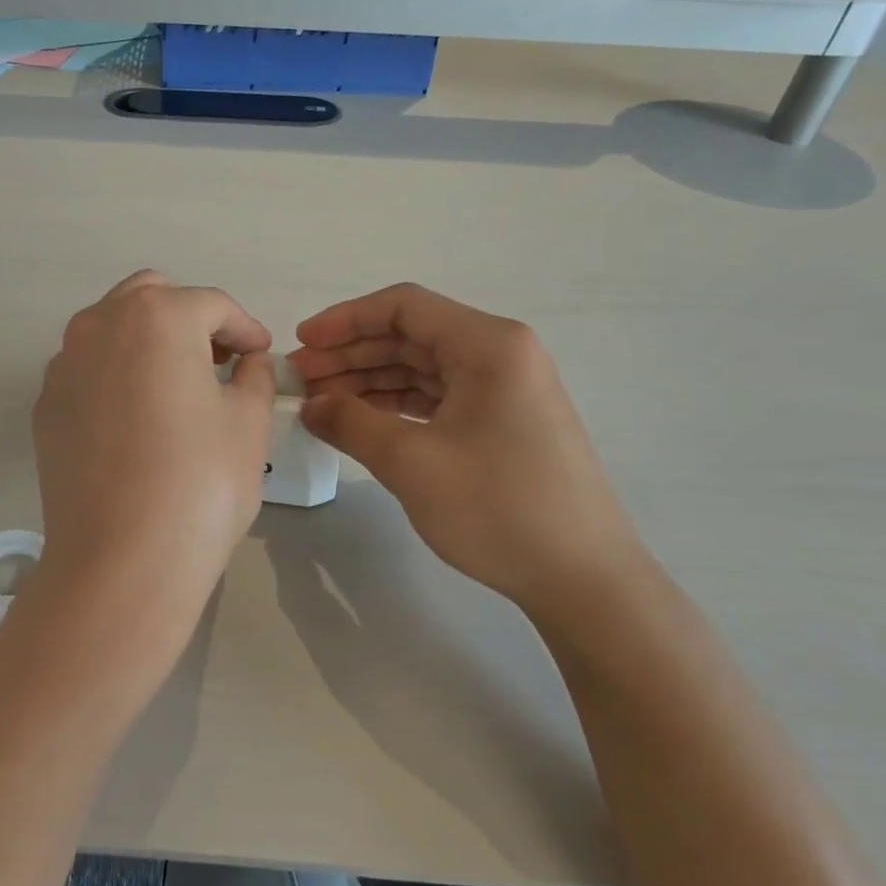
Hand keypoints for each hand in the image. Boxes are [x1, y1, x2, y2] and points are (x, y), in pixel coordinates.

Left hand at [26, 271, 275, 674]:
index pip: (211, 305)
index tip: (262, 354)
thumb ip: (254, 377)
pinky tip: (136, 420)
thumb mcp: (248, 423)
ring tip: (177, 386)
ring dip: (148, 342)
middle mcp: (99, 325)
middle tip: (219, 360)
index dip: (245, 327)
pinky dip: (116, 375)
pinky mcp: (45, 407)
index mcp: (156, 317)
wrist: (120, 560)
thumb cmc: (200, 483)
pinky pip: (87, 370)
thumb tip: (248, 363)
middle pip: (151, 298)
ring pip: (111, 329)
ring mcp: (63, 366)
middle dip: (190, 319)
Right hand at [291, 283, 653, 622]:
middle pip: (411, 335)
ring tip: (321, 403)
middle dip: (351, 353)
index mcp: (488, 345)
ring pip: (422, 367)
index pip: (404, 307)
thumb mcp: (412, 463)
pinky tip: (362, 421)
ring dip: (369, 380)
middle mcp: (500, 355)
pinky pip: (438, 397)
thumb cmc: (498, 509)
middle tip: (301, 380)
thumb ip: (352, 423)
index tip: (302, 344)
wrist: (584, 578)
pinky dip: (396, 405)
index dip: (345, 320)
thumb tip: (311, 405)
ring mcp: (504, 389)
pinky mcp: (502, 422)